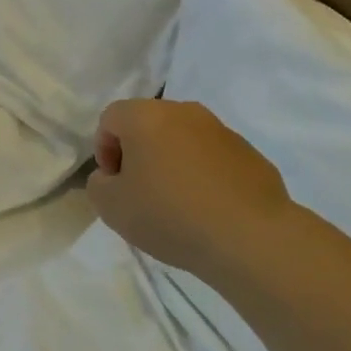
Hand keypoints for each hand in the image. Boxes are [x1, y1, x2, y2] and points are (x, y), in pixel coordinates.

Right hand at [88, 99, 294, 273]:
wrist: (251, 238)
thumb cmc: (170, 215)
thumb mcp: (111, 207)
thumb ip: (98, 184)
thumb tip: (112, 177)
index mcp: (146, 116)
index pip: (111, 119)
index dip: (105, 150)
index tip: (115, 184)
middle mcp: (184, 112)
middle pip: (148, 125)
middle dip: (139, 154)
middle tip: (141, 192)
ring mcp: (221, 131)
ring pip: (183, 140)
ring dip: (173, 163)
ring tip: (177, 204)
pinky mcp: (251, 154)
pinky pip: (213, 158)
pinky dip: (204, 175)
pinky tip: (208, 210)